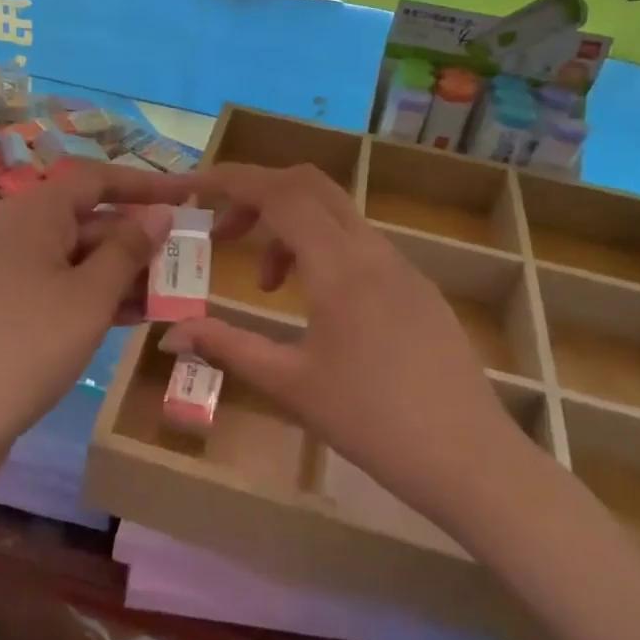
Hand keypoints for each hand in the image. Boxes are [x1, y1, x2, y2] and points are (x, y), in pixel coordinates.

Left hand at [0, 160, 193, 442]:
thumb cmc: (34, 342)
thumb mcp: (92, 294)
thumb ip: (129, 249)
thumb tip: (160, 213)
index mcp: (35, 210)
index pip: (97, 178)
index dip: (145, 185)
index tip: (187, 195)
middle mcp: (21, 228)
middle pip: (91, 218)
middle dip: (139, 238)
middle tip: (188, 256)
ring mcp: (15, 267)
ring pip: (81, 255)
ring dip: (126, 271)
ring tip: (174, 291)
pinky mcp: (14, 302)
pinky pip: (66, 283)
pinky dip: (101, 294)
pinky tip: (139, 314)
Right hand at [160, 163, 534, 501]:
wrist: (469, 458)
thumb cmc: (371, 421)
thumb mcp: (289, 384)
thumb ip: (227, 346)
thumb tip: (170, 333)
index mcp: (338, 265)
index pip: (278, 192)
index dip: (231, 181)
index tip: (193, 189)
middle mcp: (371, 250)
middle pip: (308, 185)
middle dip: (258, 196)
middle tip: (225, 235)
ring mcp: (401, 265)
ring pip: (335, 214)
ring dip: (289, 229)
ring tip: (267, 286)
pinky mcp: (417, 287)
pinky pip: (359, 243)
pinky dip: (321, 249)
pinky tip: (315, 304)